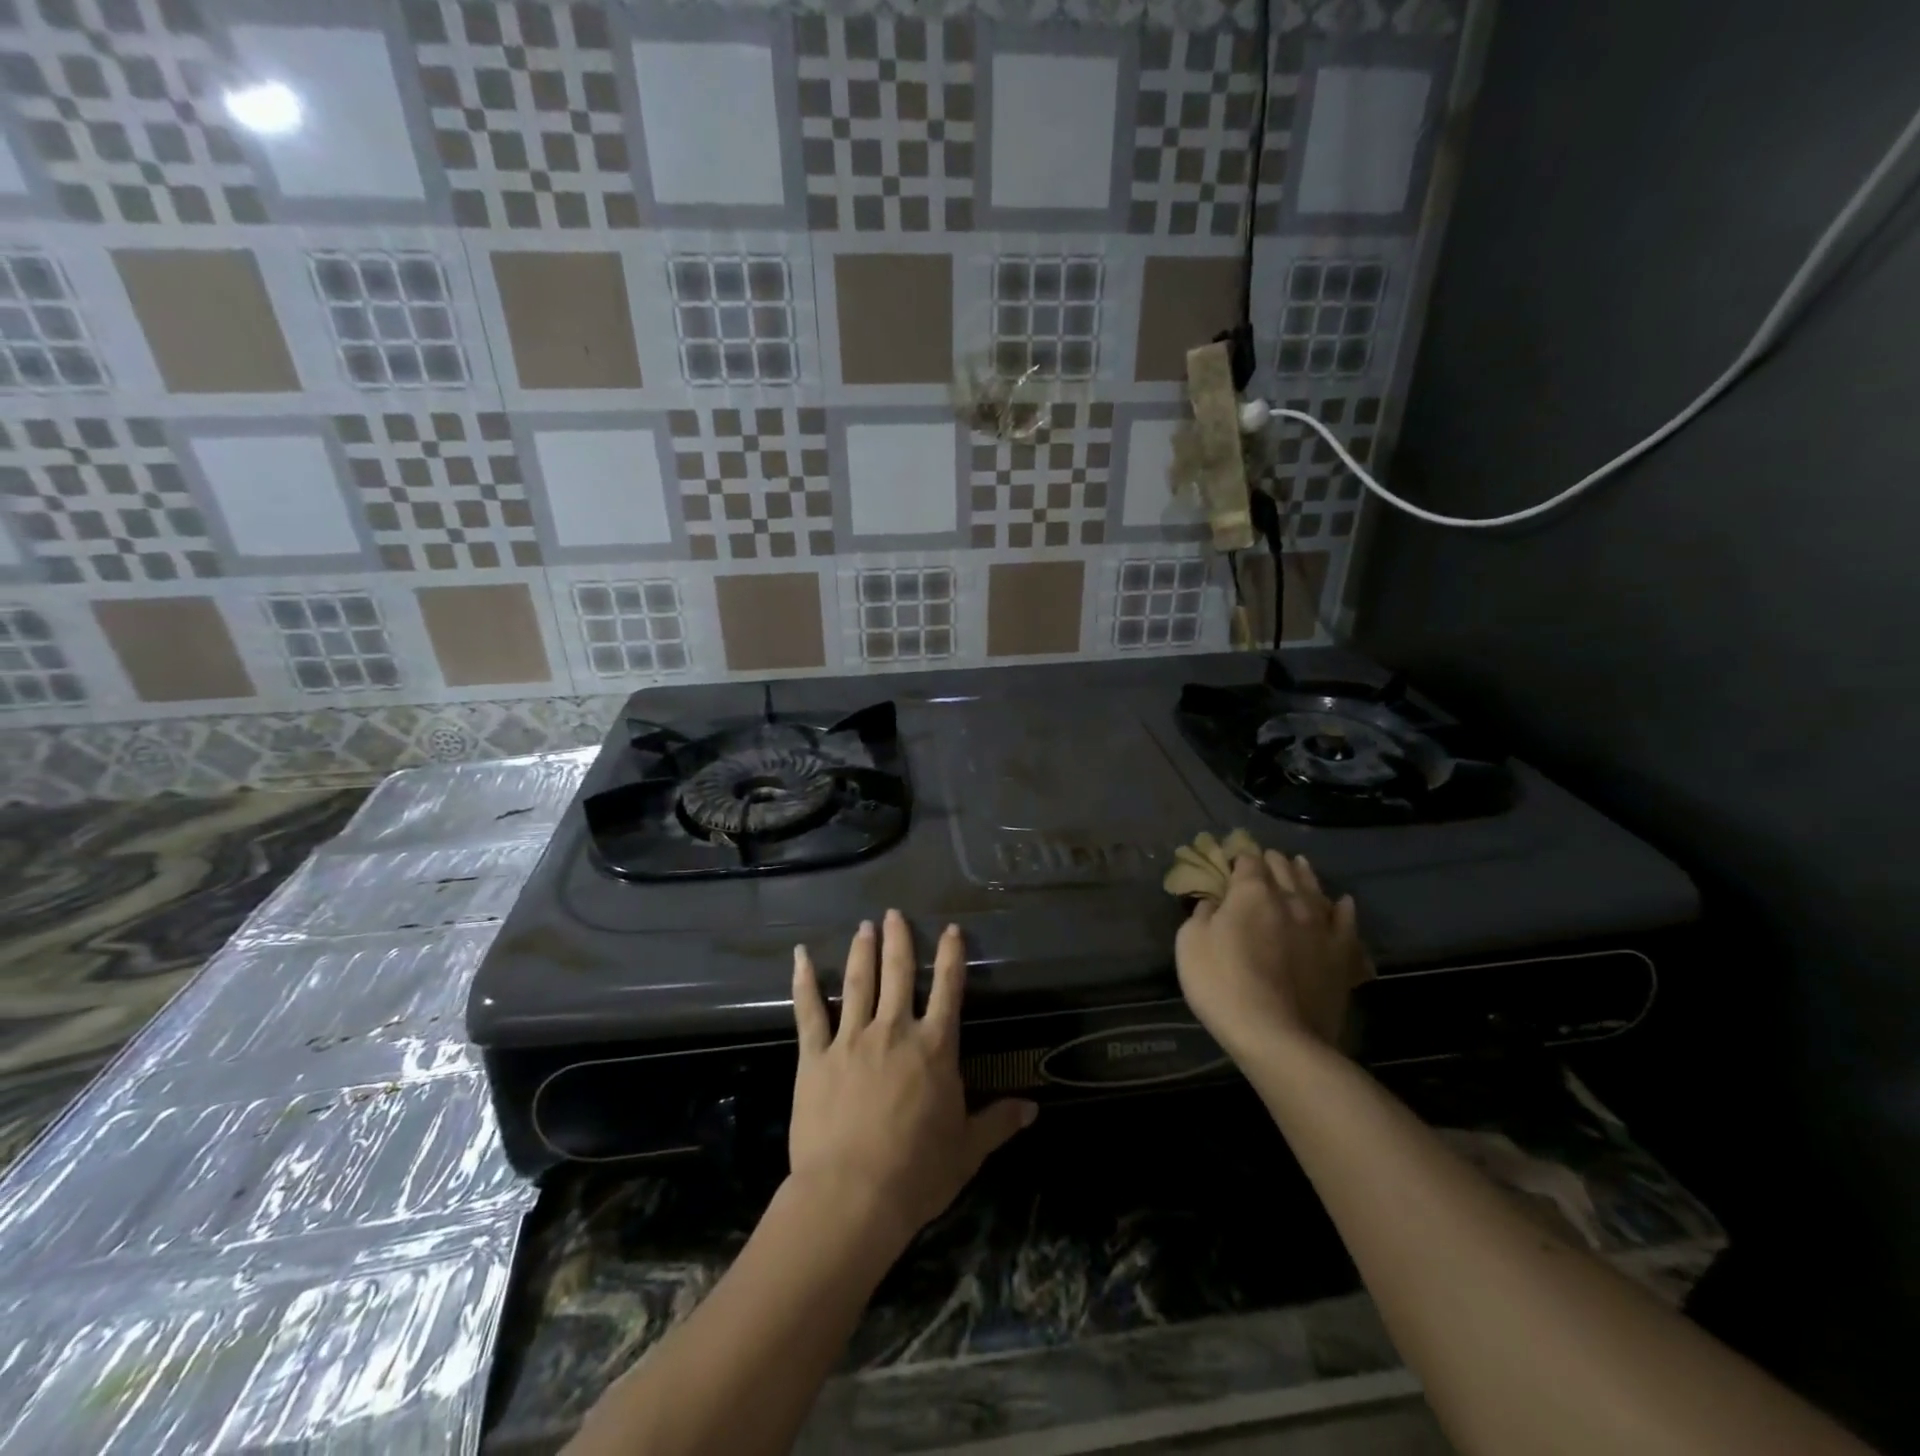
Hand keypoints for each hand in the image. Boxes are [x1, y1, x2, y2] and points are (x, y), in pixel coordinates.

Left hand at [789, 911, 1035, 1244]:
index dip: (951, 957)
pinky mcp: (816, 1057)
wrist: (853, 1195)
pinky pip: (809, 1012)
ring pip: (857, 983)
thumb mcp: (967, 1150)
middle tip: (893, 913)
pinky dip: (804, 982)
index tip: (951, 930)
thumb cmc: (917, 1173)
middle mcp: (894, 1030)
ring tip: (863, 926)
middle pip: (898, 973)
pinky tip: (800, 956)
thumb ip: (998, 1122)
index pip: (948, 990)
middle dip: (898, 940)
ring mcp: (852, 1039)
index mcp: (934, 1047)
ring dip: (861, 951)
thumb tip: (1033, 1109)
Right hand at [1175, 850, 1373, 1061]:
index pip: (1247, 862)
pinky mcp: (1343, 955)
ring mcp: (1321, 927)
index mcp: (1252, 894)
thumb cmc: (1223, 986)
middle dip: (1273, 861)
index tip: (1233, 860)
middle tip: (1266, 857)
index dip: (1239, 858)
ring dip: (1305, 874)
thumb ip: (1201, 915)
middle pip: (1283, 870)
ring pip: (1315, 890)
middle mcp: (1291, 901)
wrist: (1278, 1037)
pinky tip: (1342, 903)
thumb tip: (1213, 903)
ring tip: (1299, 864)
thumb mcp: (1190, 945)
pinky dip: (1343, 909)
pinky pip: (1346, 923)